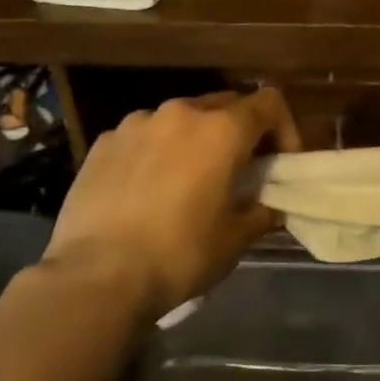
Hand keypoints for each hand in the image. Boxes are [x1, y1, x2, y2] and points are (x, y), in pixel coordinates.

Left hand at [43, 88, 300, 319]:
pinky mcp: (103, 142)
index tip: (280, 160)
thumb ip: (261, 212)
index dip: (284, 127)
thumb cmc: (179, 254)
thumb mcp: (235, 240)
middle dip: (238, 132)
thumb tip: (270, 206)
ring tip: (187, 178)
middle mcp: (181, 113)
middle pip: (225, 105)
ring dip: (194, 140)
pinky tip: (146, 188)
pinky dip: (155, 151)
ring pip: (181, 119)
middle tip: (238, 170)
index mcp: (222, 130)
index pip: (269, 103)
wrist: (95, 276)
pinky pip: (143, 136)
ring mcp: (137, 123)